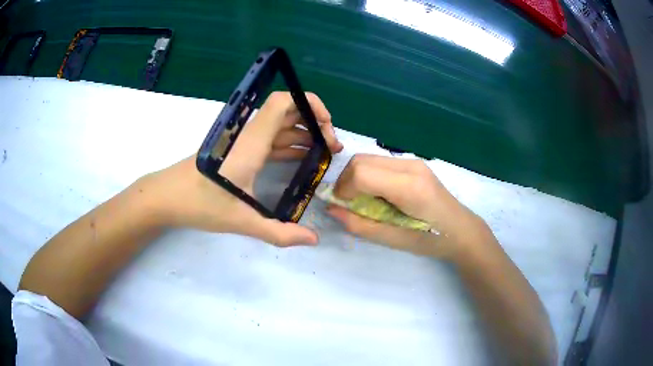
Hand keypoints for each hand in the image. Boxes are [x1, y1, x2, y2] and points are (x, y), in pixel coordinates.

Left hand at [137, 92, 342, 246]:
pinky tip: (299, 160)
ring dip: (302, 135)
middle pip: (286, 111)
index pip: (283, 102)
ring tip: (322, 155)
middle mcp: (248, 135)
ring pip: (278, 126)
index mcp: (251, 142)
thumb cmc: (200, 203)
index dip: (309, 103)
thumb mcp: (241, 221)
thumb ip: (278, 232)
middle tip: (331, 148)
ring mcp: (242, 142)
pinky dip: (287, 145)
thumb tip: (313, 240)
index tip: (327, 125)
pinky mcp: (237, 151)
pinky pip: (268, 140)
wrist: (167, 197)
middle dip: (313, 124)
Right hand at [326, 154, 491, 259]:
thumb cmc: (430, 240)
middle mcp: (410, 166)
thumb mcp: (393, 240)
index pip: (362, 173)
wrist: (461, 230)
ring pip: (369, 158)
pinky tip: (377, 194)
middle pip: (361, 160)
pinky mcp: (414, 163)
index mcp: (409, 187)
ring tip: (362, 200)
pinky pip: (380, 163)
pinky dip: (369, 175)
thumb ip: (360, 224)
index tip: (342, 206)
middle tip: (348, 203)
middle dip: (346, 180)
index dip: (343, 188)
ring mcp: (413, 162)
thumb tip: (331, 209)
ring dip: (356, 177)